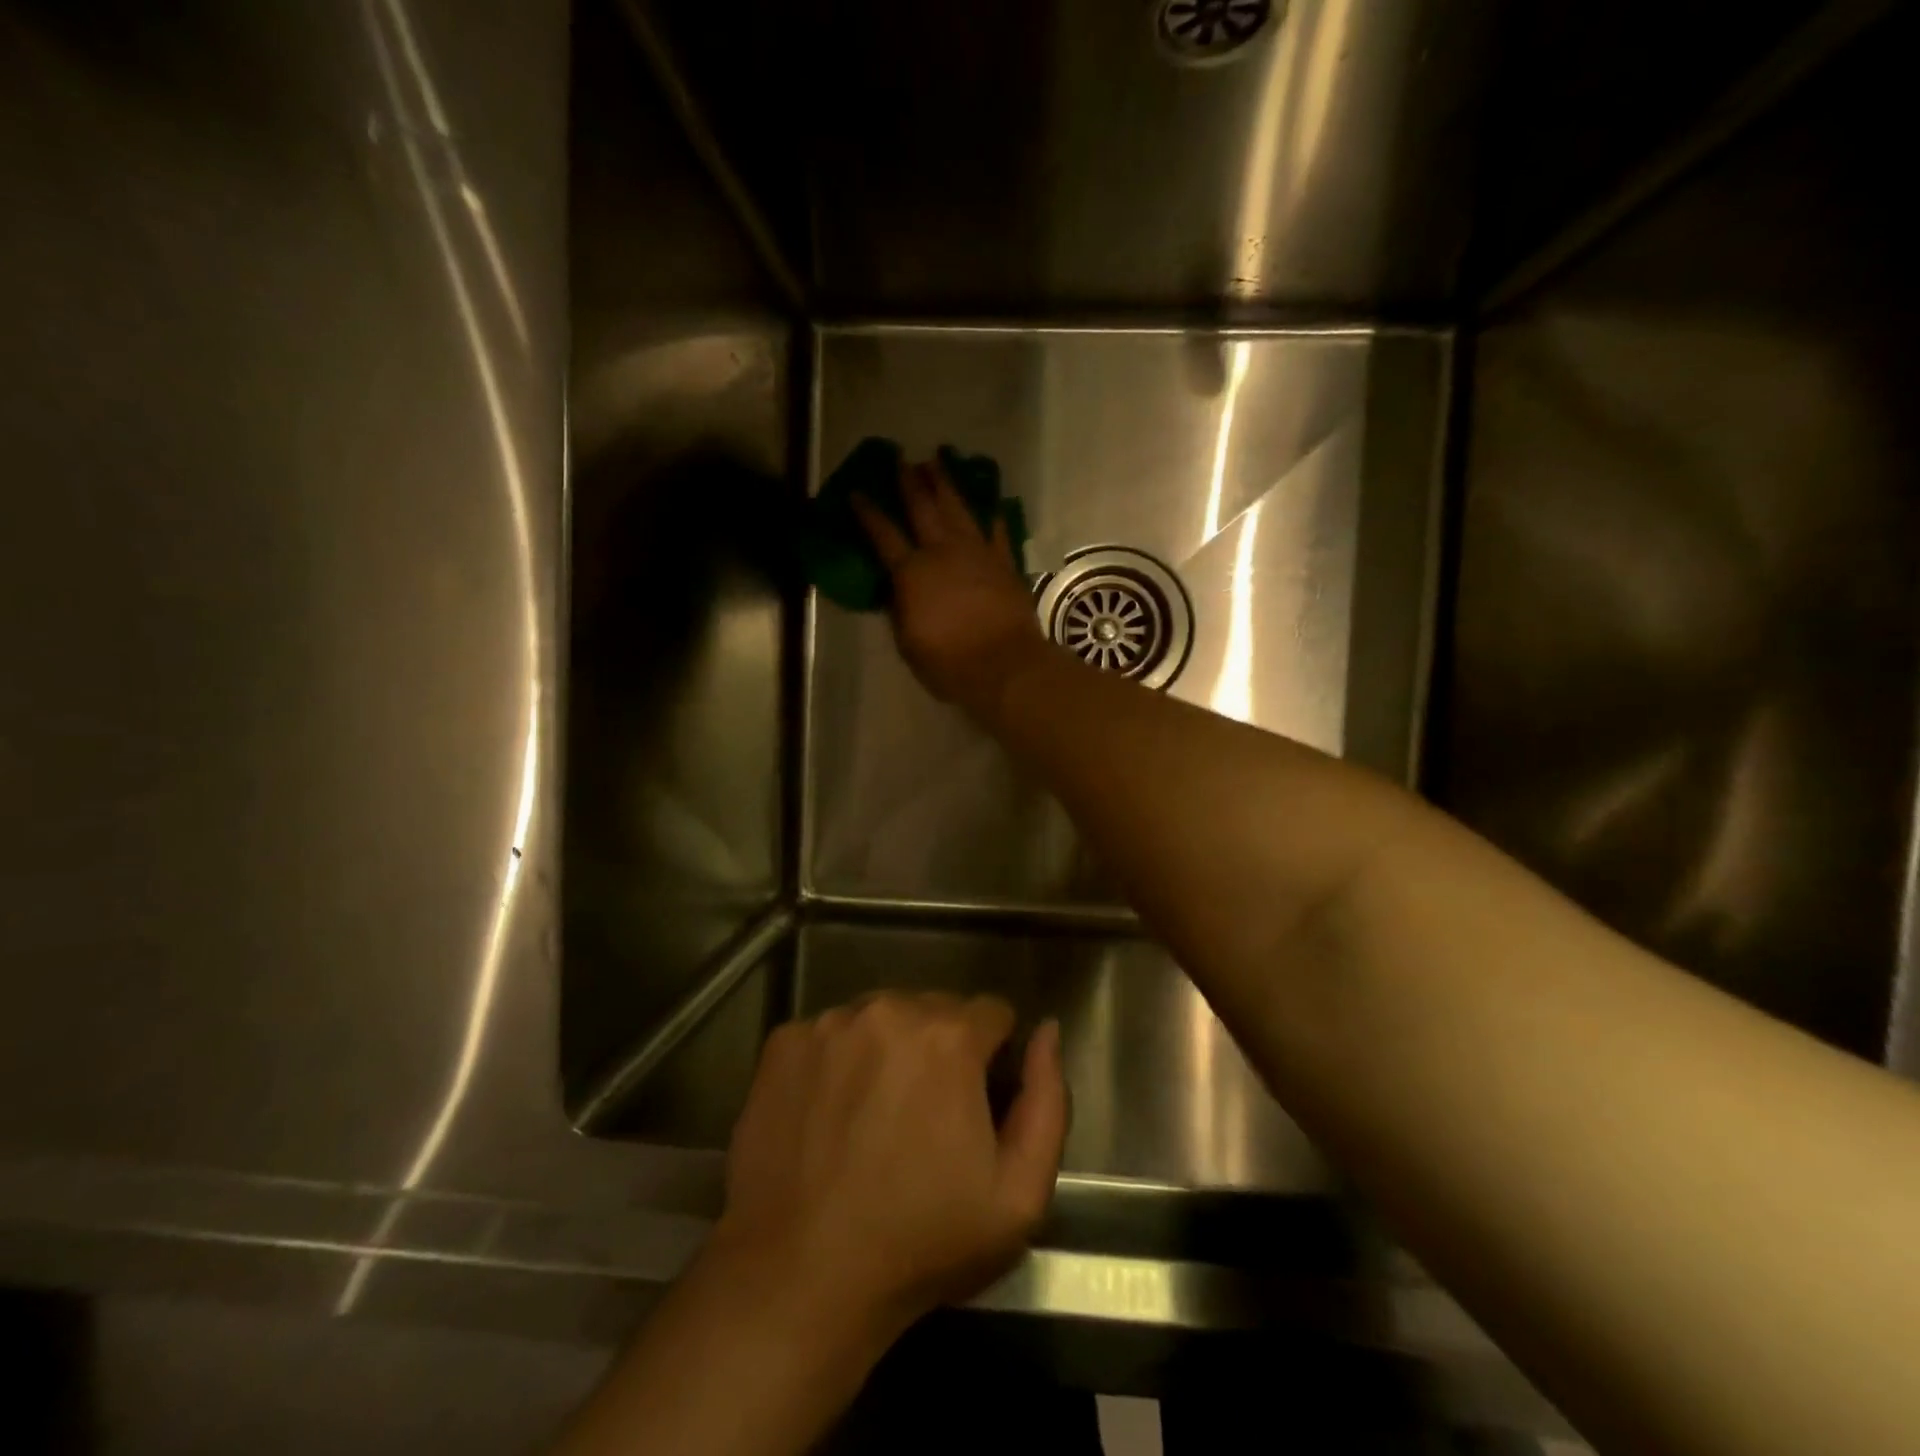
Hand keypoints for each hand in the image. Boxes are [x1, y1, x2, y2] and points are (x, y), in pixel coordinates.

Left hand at [709, 994, 1066, 1346]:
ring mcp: (829, 1023)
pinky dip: (839, 1060)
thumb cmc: (920, 1242)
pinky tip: (830, 1114)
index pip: (992, 1014)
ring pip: (881, 1017)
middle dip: (942, 1049)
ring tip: (875, 1116)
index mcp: (949, 1036)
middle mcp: (888, 1009)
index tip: (977, 1105)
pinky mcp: (783, 1042)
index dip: (994, 1058)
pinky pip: (830, 1033)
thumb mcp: (1018, 1194)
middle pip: (935, 1009)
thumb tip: (1047, 1031)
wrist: (799, 1279)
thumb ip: (1048, 1100)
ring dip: (889, 1049)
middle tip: (926, 1117)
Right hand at [852, 461, 1052, 713]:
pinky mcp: (1005, 563)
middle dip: (910, 482)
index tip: (857, 492)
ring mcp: (978, 553)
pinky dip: (992, 517)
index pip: (883, 534)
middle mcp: (943, 552)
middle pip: (923, 508)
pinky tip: (990, 505)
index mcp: (911, 572)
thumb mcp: (908, 643)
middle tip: (902, 459)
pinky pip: (997, 532)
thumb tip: (896, 591)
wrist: (1004, 665)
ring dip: (947, 484)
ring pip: (959, 509)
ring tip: (939, 461)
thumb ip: (900, 610)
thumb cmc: (948, 662)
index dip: (868, 512)